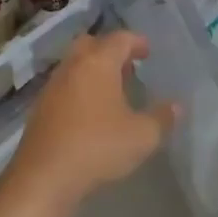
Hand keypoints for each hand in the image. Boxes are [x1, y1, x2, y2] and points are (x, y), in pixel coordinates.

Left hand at [4, 31, 178, 213]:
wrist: (44, 177)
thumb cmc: (97, 147)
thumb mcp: (141, 136)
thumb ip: (162, 118)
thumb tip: (177, 106)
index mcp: (98, 62)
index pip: (120, 39)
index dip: (136, 42)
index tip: (147, 52)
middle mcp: (73, 66)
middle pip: (92, 44)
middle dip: (110, 51)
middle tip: (127, 68)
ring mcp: (53, 86)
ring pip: (75, 65)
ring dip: (93, 70)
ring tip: (112, 92)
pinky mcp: (40, 108)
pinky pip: (64, 86)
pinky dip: (79, 89)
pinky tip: (90, 113)